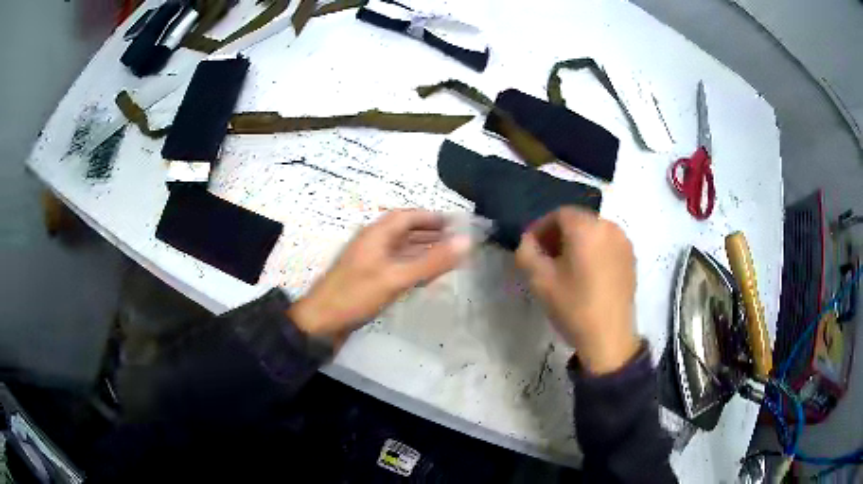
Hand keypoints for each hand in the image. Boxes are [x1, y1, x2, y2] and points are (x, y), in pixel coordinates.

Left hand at [289, 210, 470, 345]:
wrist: (321, 322)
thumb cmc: (356, 295)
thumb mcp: (396, 277)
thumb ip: (431, 261)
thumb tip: (466, 241)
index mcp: (376, 234)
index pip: (408, 216)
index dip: (432, 217)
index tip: (457, 223)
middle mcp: (374, 243)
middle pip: (406, 231)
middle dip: (431, 233)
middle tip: (458, 241)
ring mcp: (371, 261)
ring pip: (402, 249)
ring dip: (424, 250)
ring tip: (449, 256)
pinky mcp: (370, 278)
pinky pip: (397, 266)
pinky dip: (414, 266)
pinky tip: (426, 275)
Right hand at [515, 207, 639, 373]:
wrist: (609, 337)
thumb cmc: (573, 307)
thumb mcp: (540, 280)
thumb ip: (526, 252)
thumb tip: (528, 241)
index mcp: (586, 228)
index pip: (559, 214)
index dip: (541, 228)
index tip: (531, 248)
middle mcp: (608, 227)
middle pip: (577, 220)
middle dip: (558, 234)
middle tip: (545, 257)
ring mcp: (623, 241)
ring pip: (593, 231)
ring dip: (576, 241)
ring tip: (566, 266)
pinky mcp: (631, 257)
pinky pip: (607, 243)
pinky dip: (593, 249)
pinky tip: (586, 273)